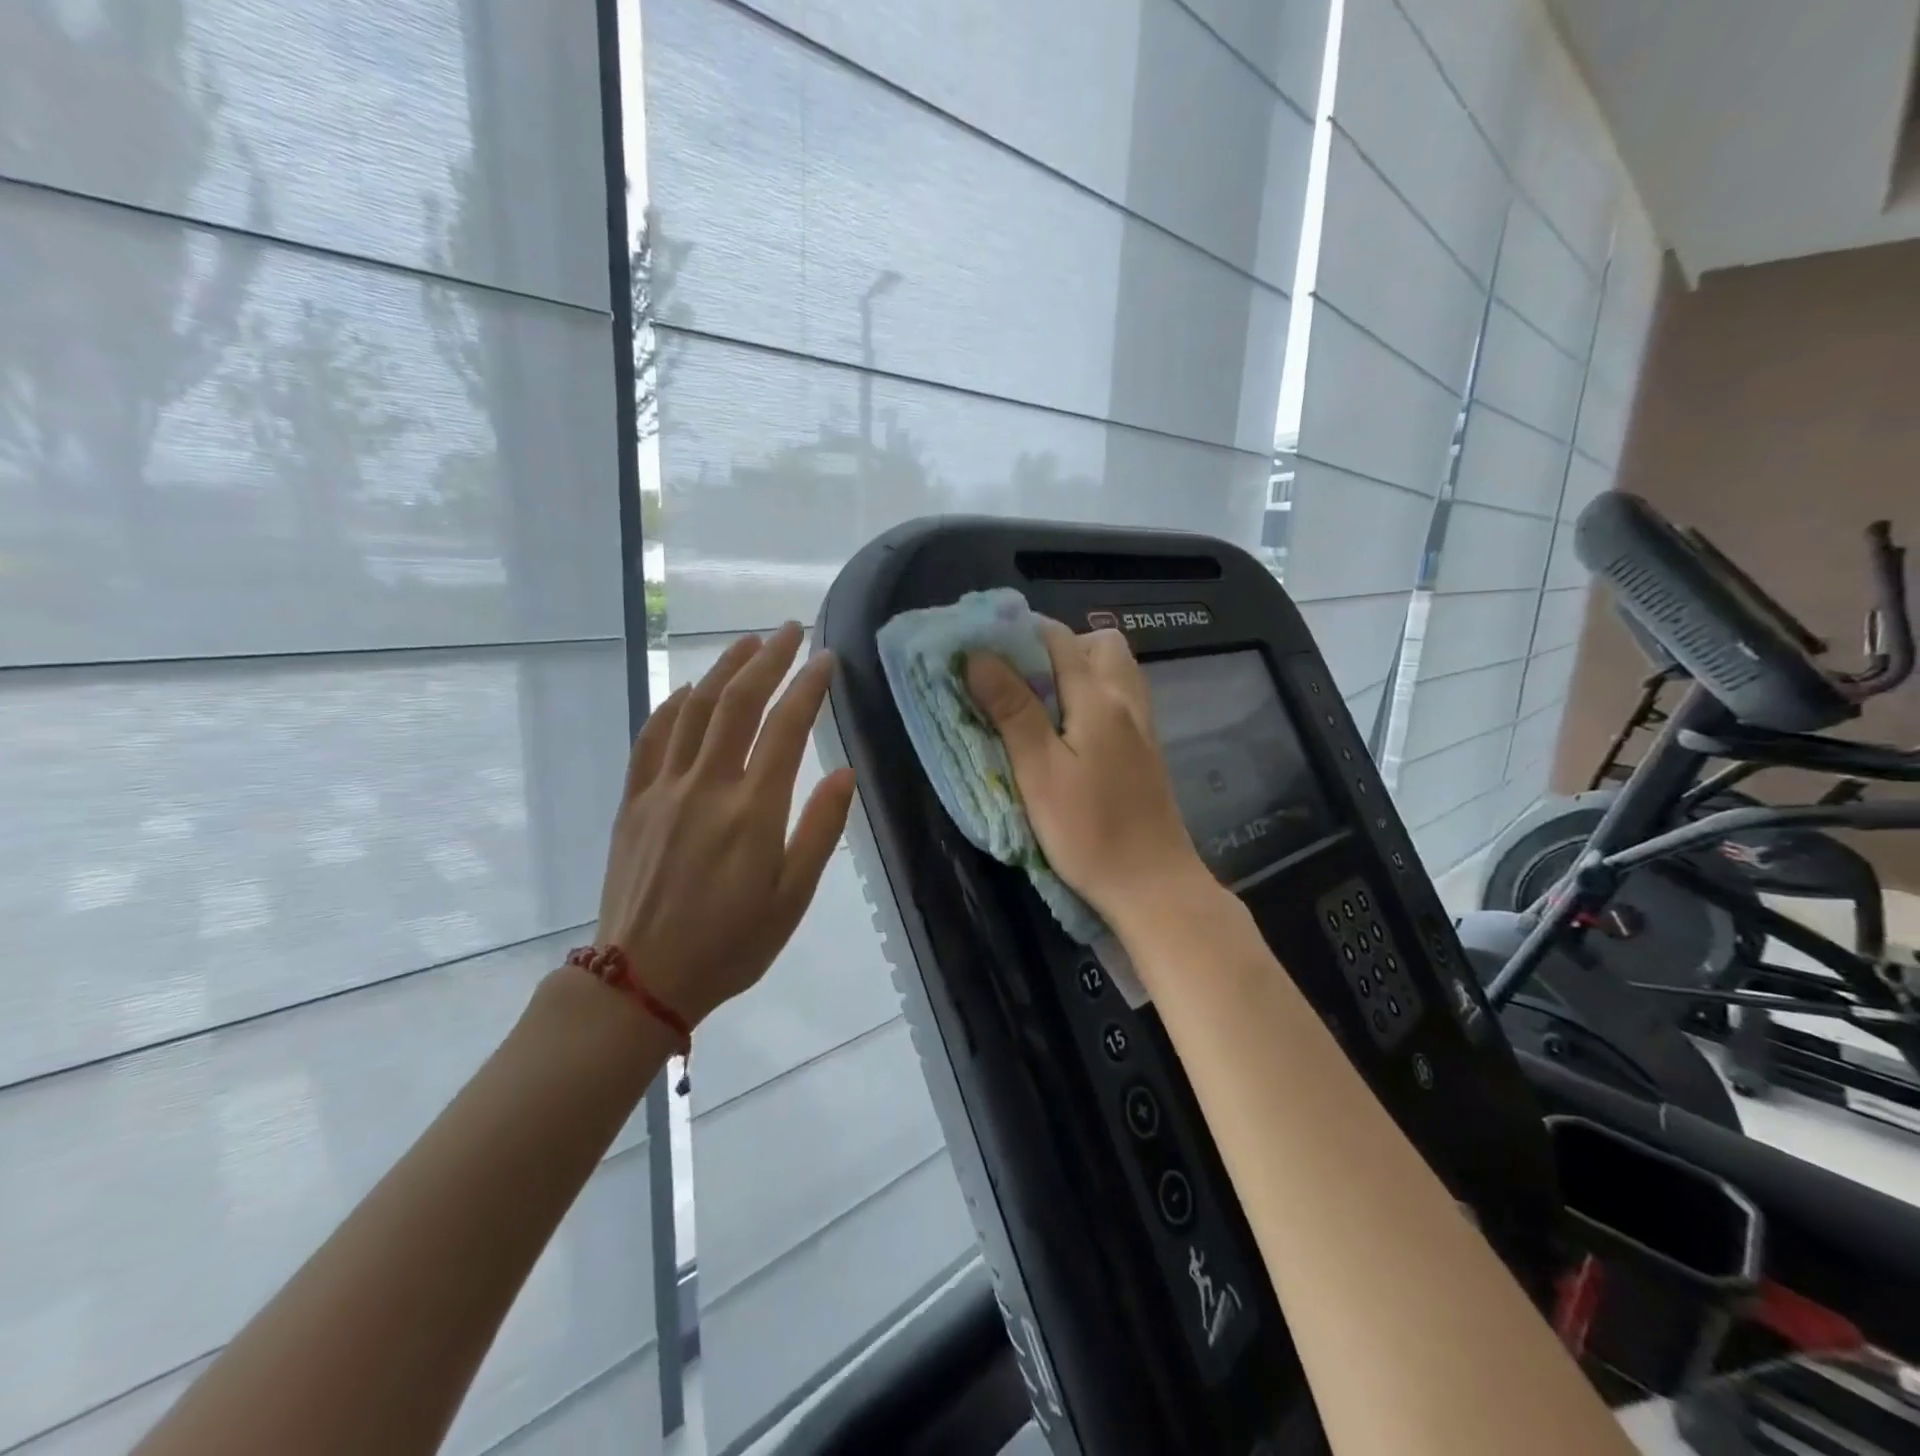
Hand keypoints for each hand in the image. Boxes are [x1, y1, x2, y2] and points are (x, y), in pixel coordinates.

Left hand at [595, 623, 855, 1024]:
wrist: (641, 980)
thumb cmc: (731, 945)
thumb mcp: (792, 898)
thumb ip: (820, 830)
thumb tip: (844, 772)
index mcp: (753, 811)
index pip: (786, 728)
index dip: (808, 686)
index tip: (826, 658)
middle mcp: (706, 786)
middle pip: (737, 703)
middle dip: (767, 658)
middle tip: (790, 629)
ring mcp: (663, 790)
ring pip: (694, 710)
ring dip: (722, 669)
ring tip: (747, 643)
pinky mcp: (634, 802)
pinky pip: (652, 738)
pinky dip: (673, 705)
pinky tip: (689, 691)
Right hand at [965, 622, 1211, 927]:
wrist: (1152, 884)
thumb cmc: (1088, 832)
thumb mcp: (1039, 772)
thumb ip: (1012, 710)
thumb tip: (979, 655)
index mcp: (1099, 698)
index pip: (1057, 638)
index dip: (1017, 633)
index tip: (982, 647)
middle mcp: (1127, 700)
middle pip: (1097, 643)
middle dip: (1055, 647)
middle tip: (1019, 680)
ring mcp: (1142, 725)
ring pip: (1114, 670)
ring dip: (1077, 670)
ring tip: (1041, 703)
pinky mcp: (1146, 750)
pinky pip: (1121, 698)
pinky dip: (1094, 695)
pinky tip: (1071, 731)